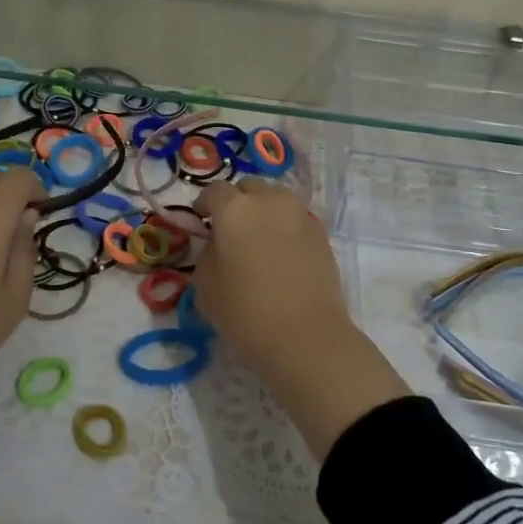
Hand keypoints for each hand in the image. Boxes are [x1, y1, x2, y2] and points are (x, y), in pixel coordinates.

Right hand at [192, 178, 409, 458]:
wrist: (306, 335)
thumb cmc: (245, 312)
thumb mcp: (205, 285)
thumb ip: (208, 253)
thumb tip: (219, 243)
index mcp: (234, 208)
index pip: (214, 191)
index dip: (204, 205)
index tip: (201, 222)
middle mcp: (268, 200)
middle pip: (248, 188)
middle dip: (237, 201)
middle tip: (231, 230)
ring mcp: (299, 213)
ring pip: (275, 199)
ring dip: (264, 210)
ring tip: (259, 239)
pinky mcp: (320, 232)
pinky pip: (295, 218)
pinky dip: (285, 227)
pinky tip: (282, 254)